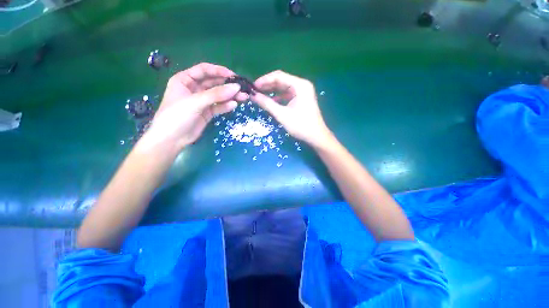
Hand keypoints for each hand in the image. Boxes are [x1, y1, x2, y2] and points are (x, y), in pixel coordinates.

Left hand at [143, 63, 247, 149]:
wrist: (172, 140)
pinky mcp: (207, 112)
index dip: (218, 71)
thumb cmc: (177, 116)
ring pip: (218, 95)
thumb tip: (236, 87)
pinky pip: (218, 106)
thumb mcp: (195, 102)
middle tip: (241, 88)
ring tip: (243, 97)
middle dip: (227, 85)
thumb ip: (216, 95)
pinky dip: (226, 106)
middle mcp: (194, 89)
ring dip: (230, 96)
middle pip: (213, 83)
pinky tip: (233, 105)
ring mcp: (201, 101)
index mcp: (185, 80)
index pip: (204, 70)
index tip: (233, 75)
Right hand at [251, 70, 333, 148]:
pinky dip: (279, 97)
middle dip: (267, 85)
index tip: (253, 86)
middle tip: (255, 91)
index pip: (279, 76)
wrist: (316, 137)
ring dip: (272, 91)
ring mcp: (303, 92)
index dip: (264, 80)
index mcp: (300, 85)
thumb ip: (267, 104)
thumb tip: (253, 96)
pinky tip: (271, 101)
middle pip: (281, 80)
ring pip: (284, 88)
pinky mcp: (302, 99)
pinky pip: (288, 94)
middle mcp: (302, 85)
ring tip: (260, 95)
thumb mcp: (282, 114)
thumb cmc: (301, 125)